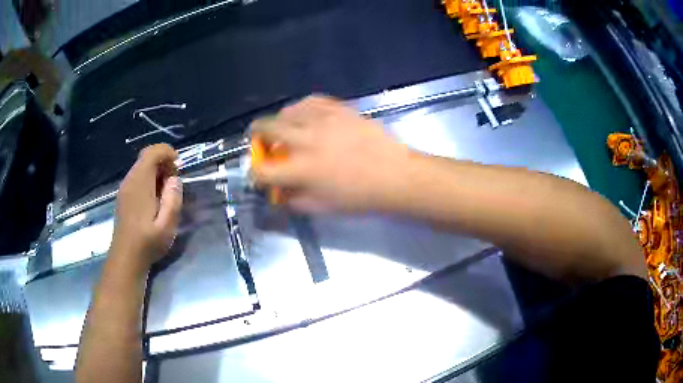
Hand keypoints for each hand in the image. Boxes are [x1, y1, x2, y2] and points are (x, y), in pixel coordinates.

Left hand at [110, 144, 182, 270]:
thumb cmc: (147, 242)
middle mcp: (130, 180)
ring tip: (165, 193)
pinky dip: (148, 180)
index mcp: (140, 182)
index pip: (152, 152)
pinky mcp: (123, 196)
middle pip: (146, 157)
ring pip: (141, 167)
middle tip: (173, 183)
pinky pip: (137, 177)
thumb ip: (173, 199)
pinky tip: (154, 200)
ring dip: (156, 172)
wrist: (126, 258)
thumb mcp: (167, 225)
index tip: (178, 167)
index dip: (167, 152)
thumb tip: (174, 179)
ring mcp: (125, 188)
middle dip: (163, 162)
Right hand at [251, 95, 411, 212]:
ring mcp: (323, 120)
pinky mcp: (339, 109)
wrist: (395, 175)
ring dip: (279, 121)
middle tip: (262, 141)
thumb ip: (293, 199)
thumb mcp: (322, 207)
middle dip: (257, 135)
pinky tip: (306, 116)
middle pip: (266, 128)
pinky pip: (311, 101)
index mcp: (301, 169)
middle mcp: (306, 139)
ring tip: (285, 128)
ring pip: (287, 110)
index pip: (261, 169)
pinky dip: (301, 109)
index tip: (259, 172)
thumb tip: (278, 191)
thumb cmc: (360, 197)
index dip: (254, 172)